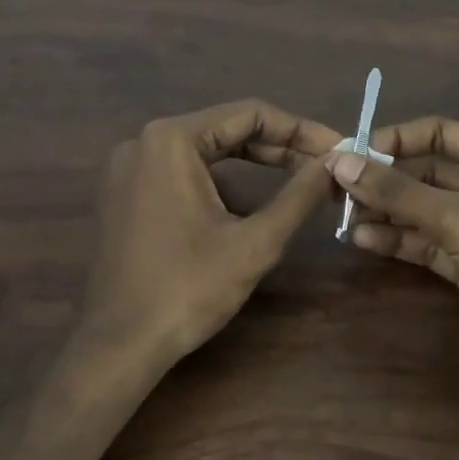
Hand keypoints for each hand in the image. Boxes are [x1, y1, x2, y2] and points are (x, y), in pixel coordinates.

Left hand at [80, 99, 339, 367]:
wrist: (120, 346)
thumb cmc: (188, 290)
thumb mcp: (255, 242)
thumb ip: (300, 195)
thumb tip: (336, 162)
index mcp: (171, 140)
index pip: (250, 113)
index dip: (300, 129)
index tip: (338, 149)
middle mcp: (144, 141)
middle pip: (227, 128)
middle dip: (280, 147)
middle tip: (326, 167)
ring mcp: (129, 168)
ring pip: (206, 151)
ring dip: (253, 163)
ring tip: (299, 181)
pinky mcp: (125, 194)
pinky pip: (182, 171)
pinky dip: (221, 181)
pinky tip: (250, 204)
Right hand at [329, 117, 458, 400]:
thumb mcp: (458, 219)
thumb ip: (397, 192)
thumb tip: (340, 162)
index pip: (440, 132)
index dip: (395, 140)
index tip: (350, 155)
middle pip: (429, 173)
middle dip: (385, 181)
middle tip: (337, 190)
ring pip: (426, 210)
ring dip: (387, 212)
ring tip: (342, 217)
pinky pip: (430, 242)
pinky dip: (400, 240)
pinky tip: (364, 241)